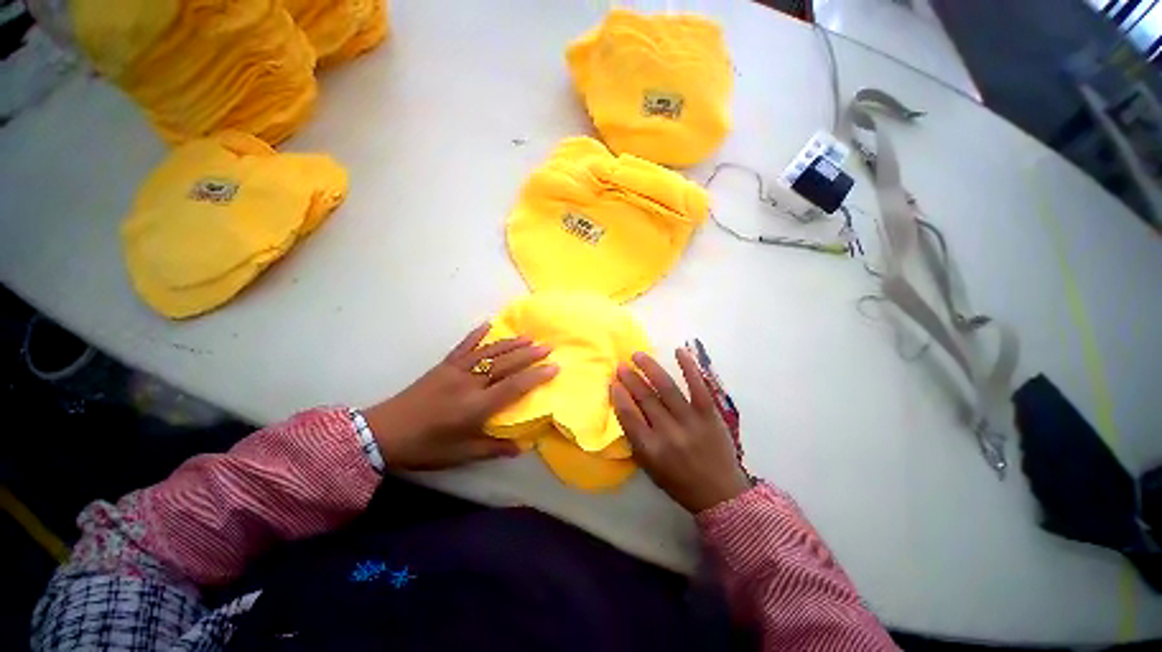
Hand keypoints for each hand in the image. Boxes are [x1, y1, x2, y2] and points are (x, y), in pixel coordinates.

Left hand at [364, 324, 557, 470]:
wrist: (384, 432)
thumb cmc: (426, 446)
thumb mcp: (462, 453)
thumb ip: (493, 448)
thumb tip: (522, 447)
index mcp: (476, 406)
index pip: (514, 387)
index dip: (536, 376)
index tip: (554, 367)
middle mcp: (470, 383)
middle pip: (505, 365)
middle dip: (529, 354)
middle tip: (547, 346)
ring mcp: (456, 371)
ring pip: (489, 352)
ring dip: (511, 343)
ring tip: (529, 337)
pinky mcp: (443, 365)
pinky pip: (463, 346)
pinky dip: (476, 335)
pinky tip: (488, 325)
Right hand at [611, 349, 750, 512]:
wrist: (721, 494)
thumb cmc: (680, 482)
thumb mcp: (650, 468)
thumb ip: (636, 439)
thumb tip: (625, 407)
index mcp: (651, 450)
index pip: (628, 416)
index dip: (618, 396)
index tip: (613, 382)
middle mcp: (669, 433)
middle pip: (645, 398)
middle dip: (630, 379)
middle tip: (621, 365)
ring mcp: (690, 421)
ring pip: (666, 388)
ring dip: (650, 368)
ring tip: (638, 355)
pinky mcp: (710, 414)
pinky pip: (698, 386)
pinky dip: (688, 367)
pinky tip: (678, 351)